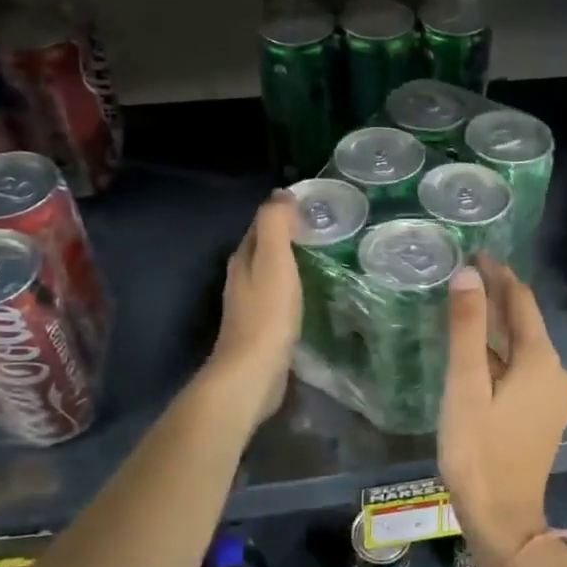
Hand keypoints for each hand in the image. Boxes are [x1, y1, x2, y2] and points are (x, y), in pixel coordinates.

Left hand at [205, 193, 301, 424]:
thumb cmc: (267, 313)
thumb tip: (281, 194)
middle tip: (324, 233)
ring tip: (323, 259)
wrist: (254, 372)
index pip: (261, 226)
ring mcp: (250, 306)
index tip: (314, 208)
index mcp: (243, 259)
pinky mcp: (262, 330)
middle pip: (264, 250)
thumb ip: (275, 225)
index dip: (283, 214)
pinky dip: (293, 289)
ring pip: (271, 274)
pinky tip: (311, 295)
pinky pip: (278, 299)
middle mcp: (241, 279)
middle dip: (288, 238)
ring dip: (291, 265)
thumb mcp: (273, 261)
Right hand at [438, 259, 566, 566]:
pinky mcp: (545, 415)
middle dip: (499, 298)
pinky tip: (480, 356)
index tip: (476, 254)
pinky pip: (524, 370)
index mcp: (541, 360)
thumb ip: (468, 328)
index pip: (522, 301)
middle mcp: (556, 372)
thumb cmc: (479, 450)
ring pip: (525, 348)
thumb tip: (469, 275)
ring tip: (468, 310)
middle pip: (526, 323)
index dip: (500, 275)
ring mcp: (554, 396)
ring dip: (499, 327)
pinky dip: (503, 355)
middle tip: (466, 277)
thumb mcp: (466, 386)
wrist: (503, 518)